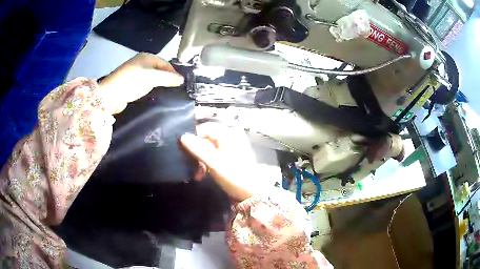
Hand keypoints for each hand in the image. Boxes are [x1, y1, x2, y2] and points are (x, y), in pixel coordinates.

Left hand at [99, 53, 183, 113]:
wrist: (110, 95)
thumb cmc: (131, 82)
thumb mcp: (152, 78)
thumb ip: (168, 78)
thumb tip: (182, 79)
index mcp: (146, 57)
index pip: (165, 63)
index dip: (173, 72)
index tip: (179, 84)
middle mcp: (141, 62)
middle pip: (159, 69)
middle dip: (166, 78)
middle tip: (173, 89)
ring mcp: (135, 73)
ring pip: (152, 77)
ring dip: (158, 84)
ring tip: (165, 93)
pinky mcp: (131, 83)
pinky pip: (145, 84)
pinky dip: (150, 88)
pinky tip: (153, 94)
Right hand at [180, 123, 259, 201]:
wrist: (251, 193)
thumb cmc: (233, 175)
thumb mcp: (213, 162)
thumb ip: (197, 148)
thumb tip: (182, 136)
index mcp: (228, 133)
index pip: (204, 129)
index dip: (193, 140)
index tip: (185, 153)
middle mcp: (231, 135)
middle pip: (207, 139)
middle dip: (197, 154)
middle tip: (192, 167)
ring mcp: (232, 146)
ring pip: (209, 148)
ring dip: (201, 161)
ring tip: (199, 175)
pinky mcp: (232, 155)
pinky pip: (215, 154)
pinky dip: (208, 163)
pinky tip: (204, 174)